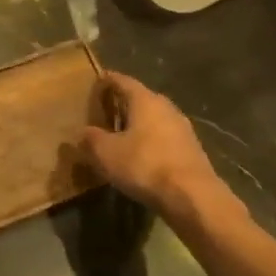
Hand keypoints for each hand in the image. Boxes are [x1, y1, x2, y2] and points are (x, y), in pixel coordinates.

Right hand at [79, 72, 218, 210]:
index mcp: (145, 100)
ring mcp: (182, 128)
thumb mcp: (106, 153)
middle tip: (104, 113)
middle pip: (140, 99)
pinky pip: (164, 138)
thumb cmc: (144, 165)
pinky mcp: (191, 149)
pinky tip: (141, 157)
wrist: (192, 195)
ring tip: (121, 137)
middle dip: (122, 105)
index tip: (95, 83)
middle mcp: (166, 107)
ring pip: (154, 120)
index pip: (122, 81)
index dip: (107, 81)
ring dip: (138, 125)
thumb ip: (91, 139)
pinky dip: (150, 142)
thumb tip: (83, 133)